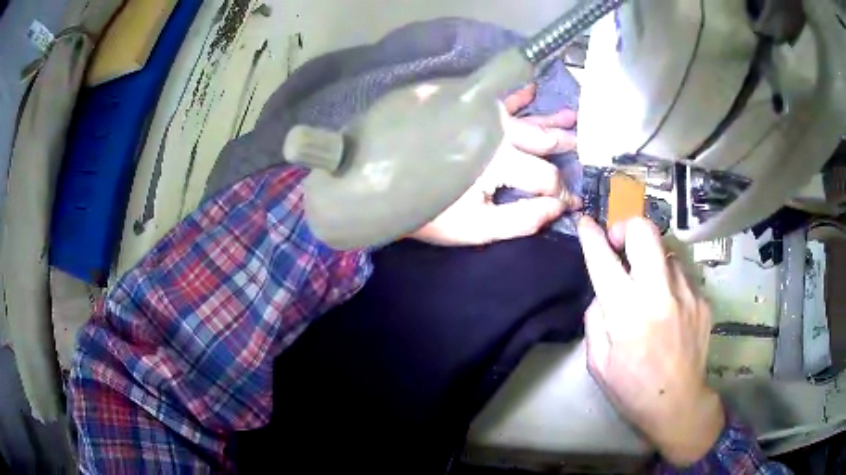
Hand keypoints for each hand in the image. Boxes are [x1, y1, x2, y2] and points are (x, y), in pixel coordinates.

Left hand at [410, 83, 579, 245]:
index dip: (561, 193)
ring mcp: (479, 115)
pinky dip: (516, 96)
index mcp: (502, 162)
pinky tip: (530, 89)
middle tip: (582, 141)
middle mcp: (496, 132)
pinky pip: (495, 98)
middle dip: (563, 144)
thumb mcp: (477, 228)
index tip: (571, 201)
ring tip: (571, 115)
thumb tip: (558, 208)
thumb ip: (521, 219)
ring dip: (549, 119)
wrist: (380, 184)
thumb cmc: (429, 211)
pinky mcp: (463, 106)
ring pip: (524, 117)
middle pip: (540, 139)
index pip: (546, 177)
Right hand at [577, 216, 723, 466]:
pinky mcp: (702, 299)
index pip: (604, 260)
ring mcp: (686, 293)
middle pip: (645, 231)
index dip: (591, 236)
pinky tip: (669, 308)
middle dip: (627, 228)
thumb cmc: (632, 389)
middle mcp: (659, 293)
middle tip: (621, 246)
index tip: (585, 223)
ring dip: (651, 261)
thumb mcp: (599, 362)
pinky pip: (681, 275)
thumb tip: (604, 292)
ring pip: (666, 250)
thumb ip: (596, 320)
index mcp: (627, 313)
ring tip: (649, 288)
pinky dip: (669, 282)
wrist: (679, 404)